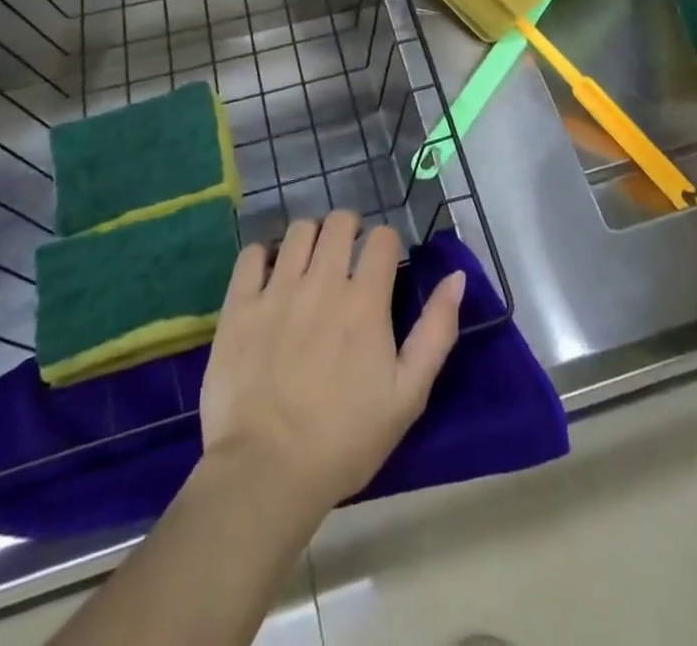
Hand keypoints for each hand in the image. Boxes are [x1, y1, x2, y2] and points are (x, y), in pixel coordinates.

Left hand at [200, 212, 464, 515]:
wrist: (266, 473)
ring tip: (310, 263)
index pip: (383, 238)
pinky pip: (252, 254)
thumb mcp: (408, 395)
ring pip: (298, 230)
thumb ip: (436, 331)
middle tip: (346, 256)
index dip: (387, 244)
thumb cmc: (345, 440)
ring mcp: (276, 290)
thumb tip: (456, 277)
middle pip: (339, 222)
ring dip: (311, 238)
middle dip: (349, 230)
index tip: (382, 264)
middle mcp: (322, 282)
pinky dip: (264, 255)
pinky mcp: (239, 305)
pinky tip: (270, 276)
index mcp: (365, 301)